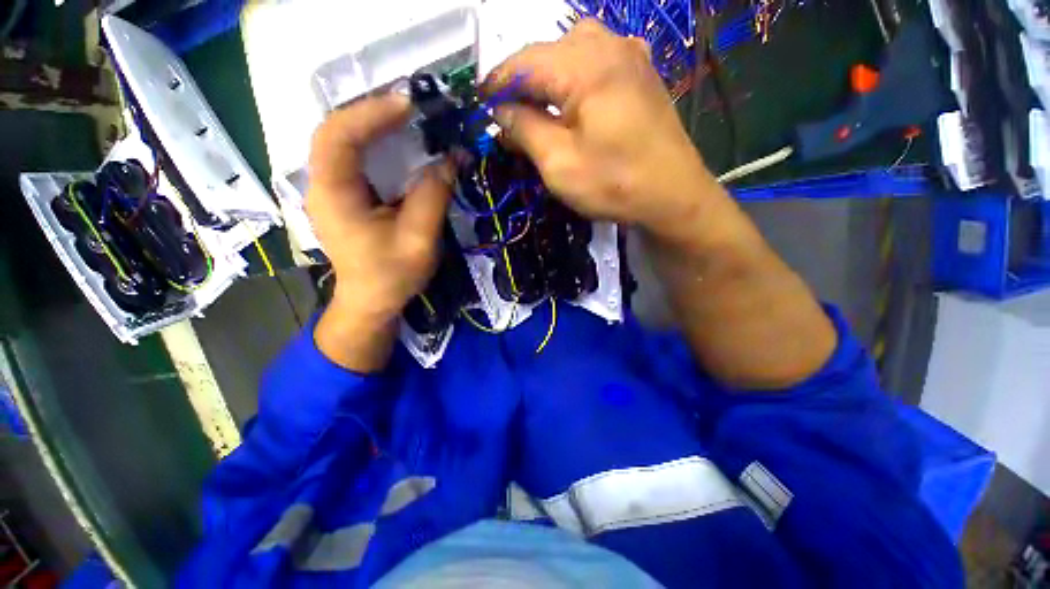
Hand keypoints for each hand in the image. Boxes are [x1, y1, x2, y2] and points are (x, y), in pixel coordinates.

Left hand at [306, 94, 451, 371]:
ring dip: (373, 123)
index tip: (409, 105)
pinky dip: (376, 143)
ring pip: (343, 140)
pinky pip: (354, 157)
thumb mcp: (419, 239)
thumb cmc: (391, 276)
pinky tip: (399, 143)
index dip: (370, 113)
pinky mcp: (343, 195)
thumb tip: (452, 158)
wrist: (371, 301)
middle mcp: (322, 184)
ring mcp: (329, 188)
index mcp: (333, 194)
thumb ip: (433, 196)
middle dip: (372, 112)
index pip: (337, 135)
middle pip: (336, 130)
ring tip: (408, 118)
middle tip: (412, 107)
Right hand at [486, 20, 722, 244]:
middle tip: (505, 116)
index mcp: (583, 65)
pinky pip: (595, 63)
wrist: (672, 196)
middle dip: (520, 84)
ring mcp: (629, 54)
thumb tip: (500, 113)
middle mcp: (607, 44)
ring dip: (546, 81)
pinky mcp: (640, 72)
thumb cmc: (614, 183)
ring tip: (534, 110)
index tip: (477, 104)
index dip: (496, 84)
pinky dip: (572, 80)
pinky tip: (570, 101)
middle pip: (546, 54)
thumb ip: (524, 130)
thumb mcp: (559, 163)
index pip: (522, 63)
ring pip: (570, 54)